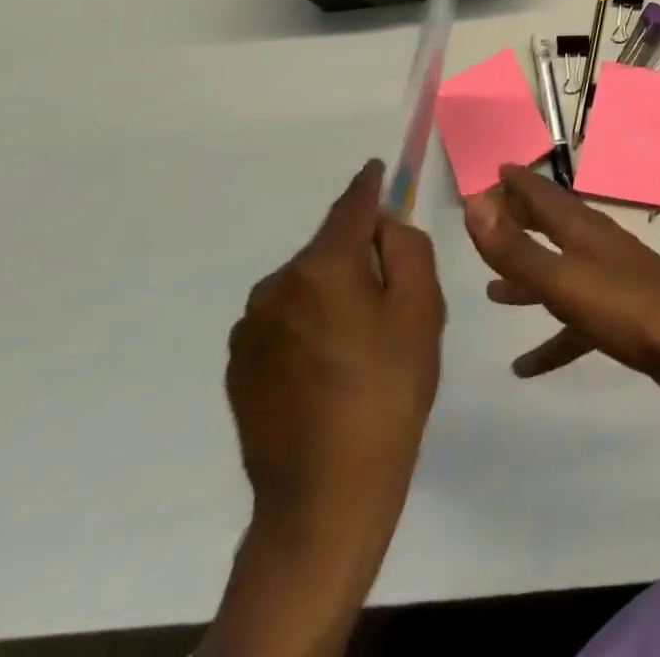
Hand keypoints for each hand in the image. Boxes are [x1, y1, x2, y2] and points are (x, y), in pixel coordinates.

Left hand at [204, 161, 444, 656]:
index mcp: (321, 267)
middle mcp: (275, 287)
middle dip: (359, 253)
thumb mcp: (422, 309)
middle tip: (395, 294)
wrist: (326, 492)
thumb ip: (407, 248)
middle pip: (329, 248)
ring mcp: (249, 329)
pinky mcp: (238, 366)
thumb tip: (384, 224)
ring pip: (306, 285)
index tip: (378, 167)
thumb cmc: (389, 388)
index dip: (370, 184)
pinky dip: (311, 323)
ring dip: (334, 291)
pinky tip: (332, 365)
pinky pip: (285, 320)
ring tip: (363, 339)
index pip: (351, 206)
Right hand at [464, 165, 659, 431]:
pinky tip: (524, 366)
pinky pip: (574, 323)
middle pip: (552, 227)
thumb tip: (475, 203)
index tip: (495, 169)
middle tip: (488, 219)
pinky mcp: (619, 316)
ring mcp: (609, 280)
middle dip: (520, 222)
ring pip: (559, 272)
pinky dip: (550, 340)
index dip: (519, 183)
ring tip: (492, 291)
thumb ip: (515, 248)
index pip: (544, 196)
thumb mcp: (561, 279)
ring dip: (528, 278)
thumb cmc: (624, 306)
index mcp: (583, 230)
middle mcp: (596, 247)